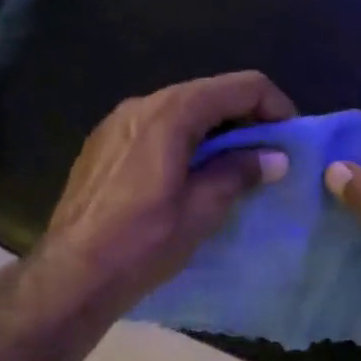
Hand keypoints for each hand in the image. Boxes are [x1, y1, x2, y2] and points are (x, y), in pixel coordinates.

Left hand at [37, 71, 295, 313]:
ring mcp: (117, 122)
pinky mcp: (103, 143)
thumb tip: (274, 158)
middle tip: (267, 156)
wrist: (71, 274)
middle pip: (210, 93)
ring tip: (232, 167)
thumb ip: (239, 172)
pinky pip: (156, 126)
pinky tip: (189, 175)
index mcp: (171, 112)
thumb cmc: (143, 242)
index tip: (289, 140)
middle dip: (245, 118)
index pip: (241, 86)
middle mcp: (143, 104)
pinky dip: (184, 139)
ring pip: (182, 109)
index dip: (274, 106)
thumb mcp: (201, 210)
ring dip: (215, 130)